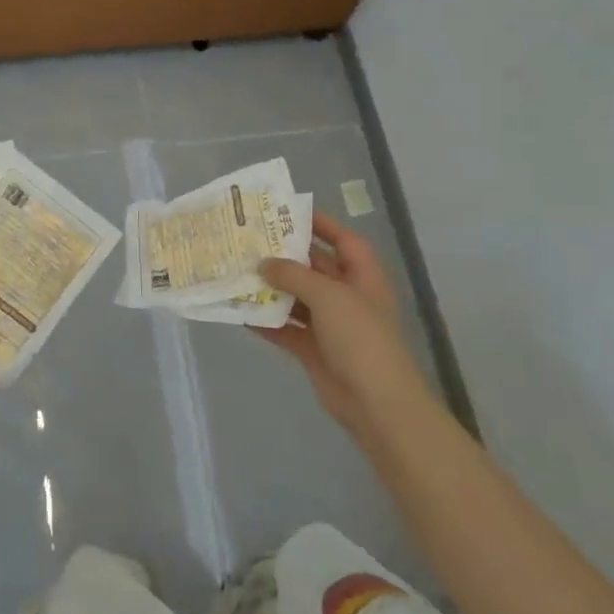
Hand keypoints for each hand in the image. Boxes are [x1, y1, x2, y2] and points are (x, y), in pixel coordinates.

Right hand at [253, 213, 426, 445]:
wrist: (375, 402)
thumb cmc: (360, 338)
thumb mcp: (329, 296)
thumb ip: (293, 275)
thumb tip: (264, 264)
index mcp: (362, 277)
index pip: (343, 240)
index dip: (321, 224)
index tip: (288, 212)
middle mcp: (346, 296)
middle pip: (314, 267)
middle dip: (285, 255)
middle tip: (250, 240)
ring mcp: (330, 325)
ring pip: (296, 298)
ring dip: (271, 288)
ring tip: (237, 271)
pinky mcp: (314, 349)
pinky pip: (286, 328)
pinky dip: (266, 321)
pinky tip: (239, 312)